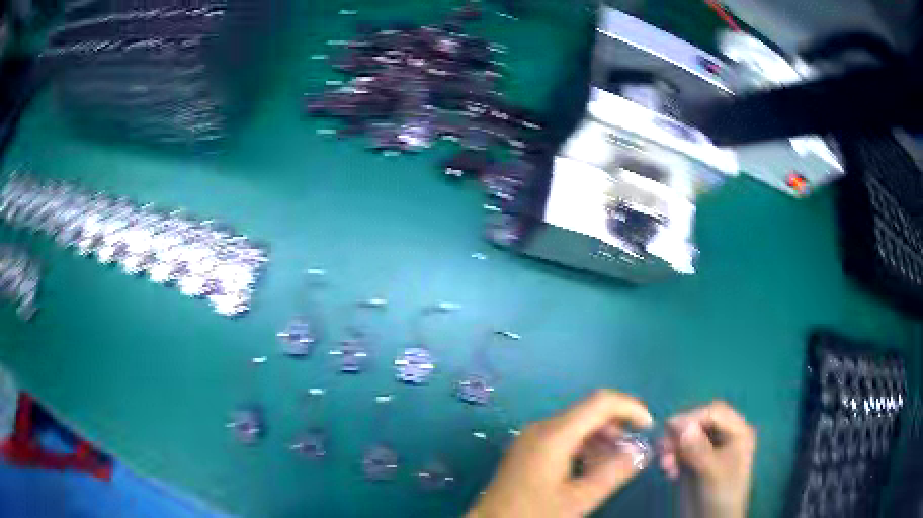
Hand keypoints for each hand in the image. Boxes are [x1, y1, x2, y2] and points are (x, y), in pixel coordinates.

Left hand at [468, 390, 653, 517]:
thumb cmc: (533, 514)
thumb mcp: (579, 499)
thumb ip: (614, 472)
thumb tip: (641, 451)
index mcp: (554, 434)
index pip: (600, 402)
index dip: (630, 408)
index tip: (649, 428)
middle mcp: (541, 427)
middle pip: (588, 412)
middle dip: (617, 427)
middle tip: (632, 452)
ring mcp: (531, 438)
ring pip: (577, 425)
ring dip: (601, 439)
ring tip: (613, 465)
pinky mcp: (527, 450)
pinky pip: (563, 438)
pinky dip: (584, 447)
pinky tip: (590, 470)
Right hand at [659, 401, 755, 517]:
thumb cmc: (721, 494)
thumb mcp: (712, 472)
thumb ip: (698, 449)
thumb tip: (681, 425)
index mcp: (738, 432)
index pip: (714, 412)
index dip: (693, 416)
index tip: (669, 427)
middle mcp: (725, 435)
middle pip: (700, 422)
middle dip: (680, 433)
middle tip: (663, 447)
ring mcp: (709, 448)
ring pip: (687, 436)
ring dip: (673, 447)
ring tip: (664, 464)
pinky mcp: (696, 461)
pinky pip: (681, 450)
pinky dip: (672, 457)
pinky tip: (667, 470)